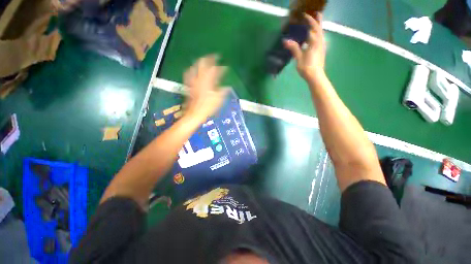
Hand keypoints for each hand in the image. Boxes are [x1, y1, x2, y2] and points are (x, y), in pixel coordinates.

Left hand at [183, 55, 227, 123]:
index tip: (226, 67)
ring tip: (204, 61)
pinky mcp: (189, 85)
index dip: (221, 68)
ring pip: (195, 66)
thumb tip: (227, 87)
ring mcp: (193, 81)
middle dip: (209, 58)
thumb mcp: (218, 100)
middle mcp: (199, 79)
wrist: (194, 114)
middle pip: (203, 64)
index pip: (215, 70)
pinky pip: (189, 74)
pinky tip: (193, 70)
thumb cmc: (207, 108)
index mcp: (208, 82)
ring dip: (200, 62)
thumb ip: (223, 91)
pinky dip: (192, 69)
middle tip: (214, 57)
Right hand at [284, 13, 325, 81]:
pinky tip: (315, 38)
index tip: (305, 15)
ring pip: (321, 34)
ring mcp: (322, 46)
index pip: (313, 27)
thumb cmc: (306, 67)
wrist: (315, 75)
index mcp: (314, 42)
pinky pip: (321, 39)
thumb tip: (285, 41)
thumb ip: (294, 48)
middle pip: (319, 28)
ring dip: (319, 27)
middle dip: (318, 21)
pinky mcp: (322, 51)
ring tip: (316, 23)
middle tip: (317, 14)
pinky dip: (318, 35)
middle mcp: (320, 42)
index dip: (309, 20)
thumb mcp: (299, 57)